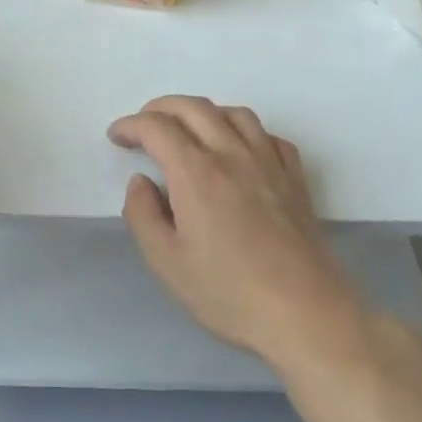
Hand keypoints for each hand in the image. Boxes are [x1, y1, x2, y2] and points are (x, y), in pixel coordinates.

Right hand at [109, 96, 362, 367]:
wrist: (305, 314)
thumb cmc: (229, 293)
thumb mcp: (167, 263)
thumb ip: (143, 215)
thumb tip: (141, 182)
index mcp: (196, 173)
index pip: (157, 128)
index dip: (130, 126)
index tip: (116, 136)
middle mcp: (233, 155)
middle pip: (194, 108)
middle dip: (161, 108)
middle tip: (142, 125)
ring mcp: (269, 163)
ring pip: (234, 113)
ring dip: (202, 112)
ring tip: (187, 130)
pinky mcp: (294, 179)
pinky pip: (266, 135)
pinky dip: (243, 130)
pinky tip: (237, 150)